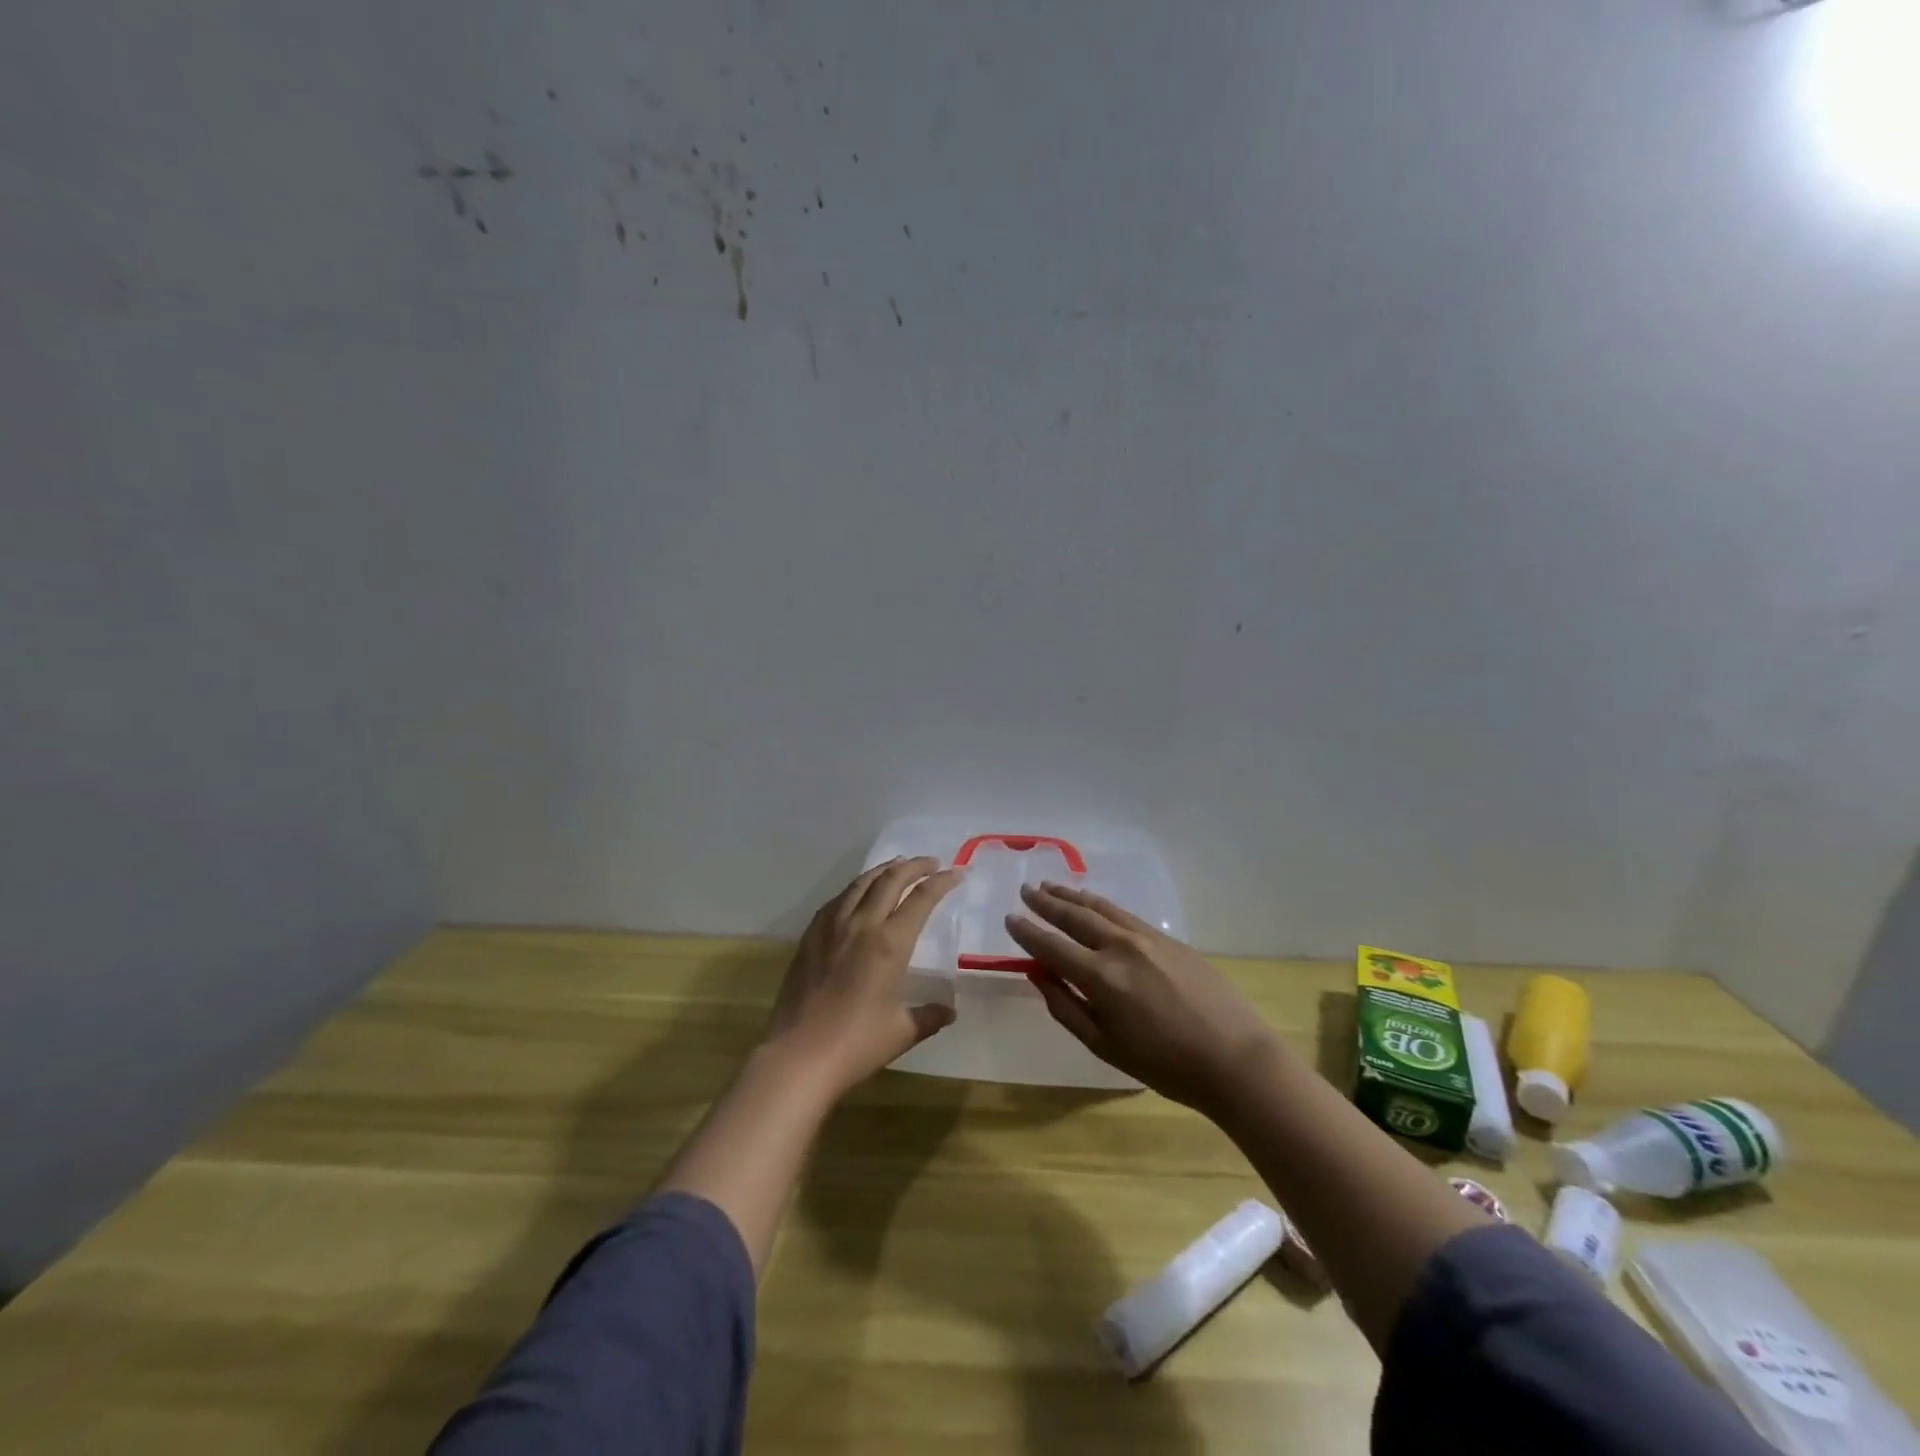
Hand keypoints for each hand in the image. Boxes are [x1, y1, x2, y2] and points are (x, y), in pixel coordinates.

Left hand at [763, 857, 963, 1097]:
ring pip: (861, 883)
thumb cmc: (856, 1044)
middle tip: (931, 863)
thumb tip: (949, 1011)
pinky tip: (858, 892)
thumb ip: (929, 1016)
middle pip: (891, 880)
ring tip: (898, 865)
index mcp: (890, 943)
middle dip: (915, 866)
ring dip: (884, 870)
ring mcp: (832, 927)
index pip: (921, 899)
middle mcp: (862, 924)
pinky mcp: (810, 936)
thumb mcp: (902, 1032)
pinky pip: (837, 900)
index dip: (941, 882)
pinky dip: (855, 888)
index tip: (957, 873)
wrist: (798, 1055)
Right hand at [1006, 882, 1277, 1113]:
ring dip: (1073, 895)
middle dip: (1046, 903)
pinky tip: (1094, 904)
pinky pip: (1124, 914)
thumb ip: (1067, 1008)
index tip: (1010, 918)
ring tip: (1052, 886)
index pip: (1052, 946)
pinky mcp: (1169, 939)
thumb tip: (1040, 977)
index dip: (1027, 932)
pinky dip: (1101, 905)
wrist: (1234, 1058)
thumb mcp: (1106, 1047)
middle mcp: (1120, 947)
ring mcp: (1147, 938)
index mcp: (1100, 977)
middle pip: (1074, 916)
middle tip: (1026, 890)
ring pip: (1101, 908)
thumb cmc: (1166, 1065)